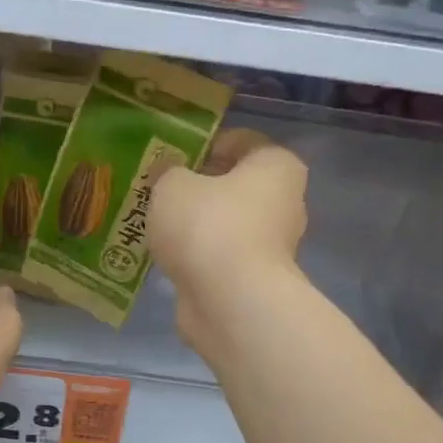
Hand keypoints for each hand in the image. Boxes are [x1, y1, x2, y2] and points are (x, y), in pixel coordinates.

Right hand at [150, 130, 308, 357]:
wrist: (229, 302)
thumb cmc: (208, 226)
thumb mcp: (172, 185)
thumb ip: (168, 172)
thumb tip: (168, 174)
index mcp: (276, 165)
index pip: (240, 141)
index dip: (203, 145)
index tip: (170, 158)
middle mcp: (285, 202)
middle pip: (235, 185)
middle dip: (199, 188)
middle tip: (160, 193)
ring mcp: (272, 246)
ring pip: (226, 224)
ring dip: (197, 225)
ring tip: (157, 226)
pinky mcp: (255, 280)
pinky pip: (220, 257)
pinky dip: (198, 257)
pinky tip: (168, 258)